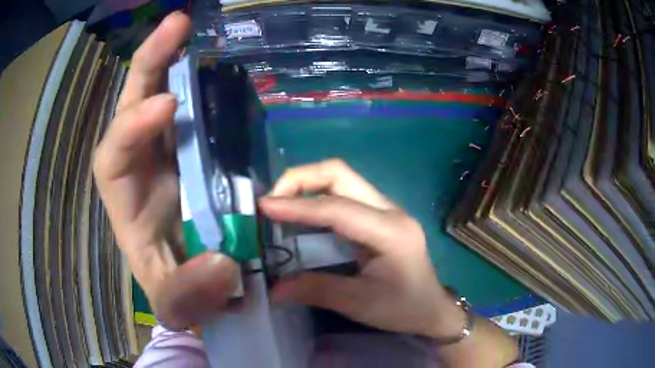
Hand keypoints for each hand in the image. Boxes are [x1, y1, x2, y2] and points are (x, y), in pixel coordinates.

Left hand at [93, 12, 237, 329]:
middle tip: (178, 24)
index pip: (112, 153)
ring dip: (172, 58)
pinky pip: (190, 104)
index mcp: (122, 197)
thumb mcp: (175, 303)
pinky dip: (199, 79)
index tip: (167, 105)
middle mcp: (137, 163)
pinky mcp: (188, 145)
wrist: (194, 282)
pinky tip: (215, 61)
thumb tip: (220, 263)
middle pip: (131, 103)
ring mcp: (164, 148)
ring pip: (159, 92)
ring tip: (191, 26)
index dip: (132, 126)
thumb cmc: (176, 289)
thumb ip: (188, 294)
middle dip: (149, 61)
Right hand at [259, 159, 464, 338]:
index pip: (336, 208)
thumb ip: (316, 291)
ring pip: (341, 179)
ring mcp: (387, 209)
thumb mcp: (360, 304)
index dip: (297, 205)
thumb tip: (274, 289)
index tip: (263, 207)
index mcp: (390, 232)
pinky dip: (317, 198)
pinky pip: (344, 195)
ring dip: (307, 185)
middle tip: (272, 201)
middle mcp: (390, 210)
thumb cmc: (403, 308)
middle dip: (300, 180)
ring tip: (280, 205)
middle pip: (340, 174)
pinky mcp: (380, 215)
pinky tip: (302, 215)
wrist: (433, 309)